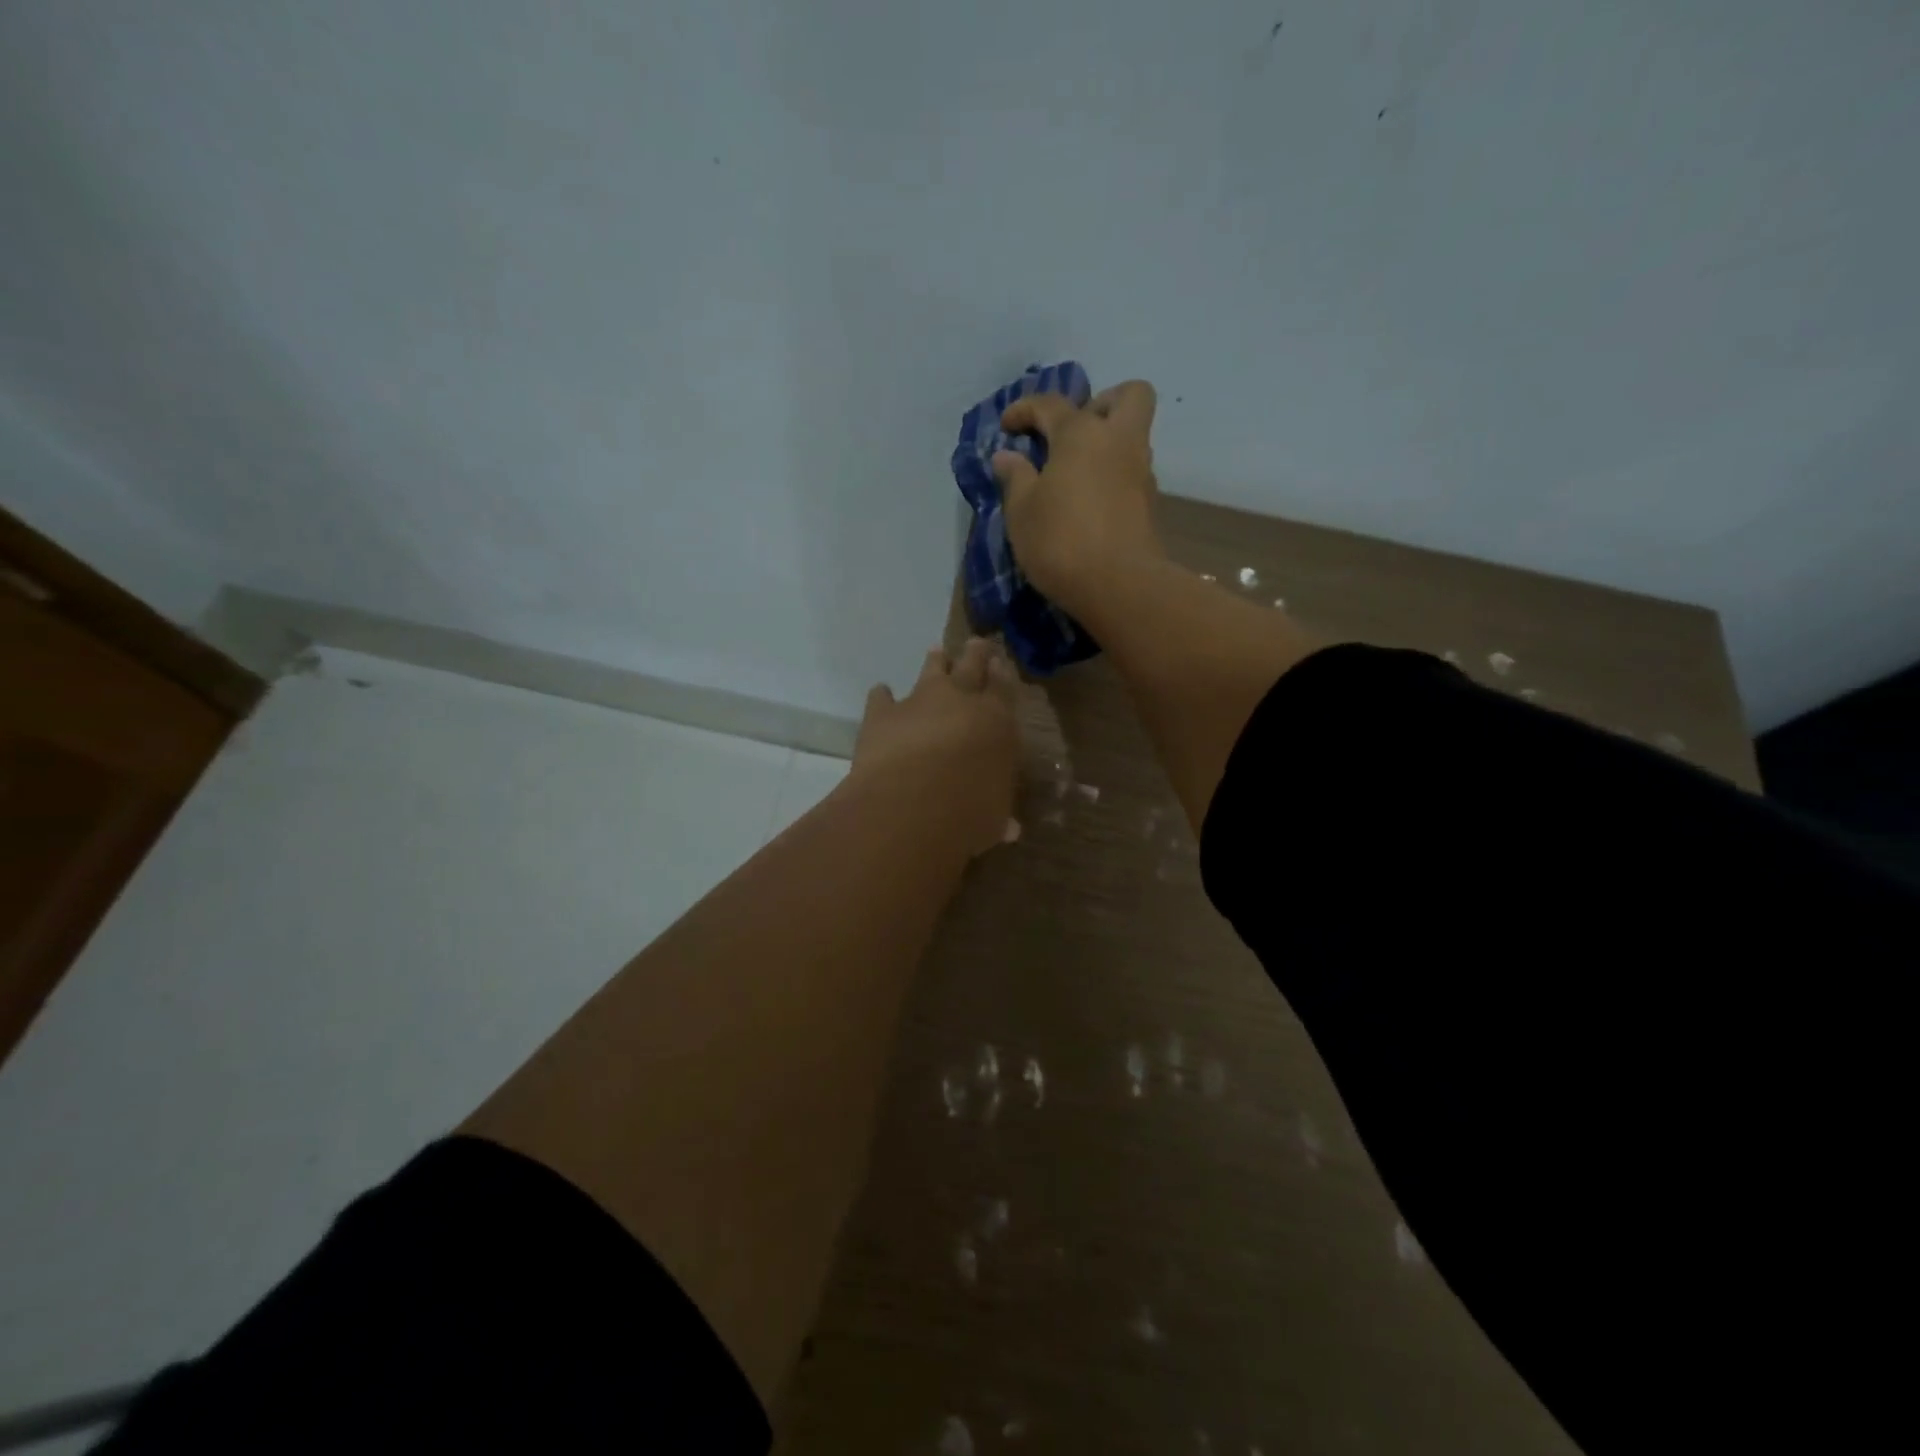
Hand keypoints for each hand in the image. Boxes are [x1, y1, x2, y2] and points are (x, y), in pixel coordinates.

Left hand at [852, 638, 1021, 856]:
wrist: (913, 804)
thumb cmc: (969, 812)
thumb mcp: (994, 818)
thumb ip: (999, 815)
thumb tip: (1009, 828)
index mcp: (997, 721)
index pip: (1004, 688)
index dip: (1002, 674)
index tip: (1000, 663)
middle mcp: (960, 700)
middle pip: (971, 665)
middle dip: (975, 654)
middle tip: (977, 644)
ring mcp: (919, 702)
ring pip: (931, 670)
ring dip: (935, 661)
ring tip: (936, 653)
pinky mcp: (882, 713)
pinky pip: (882, 696)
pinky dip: (882, 696)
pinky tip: (881, 693)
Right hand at [991, 380, 1164, 612]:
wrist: (1119, 586)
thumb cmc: (1060, 542)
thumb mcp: (1022, 512)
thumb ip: (1015, 479)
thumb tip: (1007, 456)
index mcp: (1081, 434)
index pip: (1051, 404)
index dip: (1024, 409)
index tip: (1007, 427)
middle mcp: (1118, 441)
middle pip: (1129, 395)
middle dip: (1102, 402)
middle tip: (1073, 432)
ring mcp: (1140, 472)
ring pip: (1133, 436)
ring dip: (1107, 443)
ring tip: (1074, 473)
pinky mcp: (1150, 505)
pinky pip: (1132, 472)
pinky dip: (1112, 475)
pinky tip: (1089, 501)